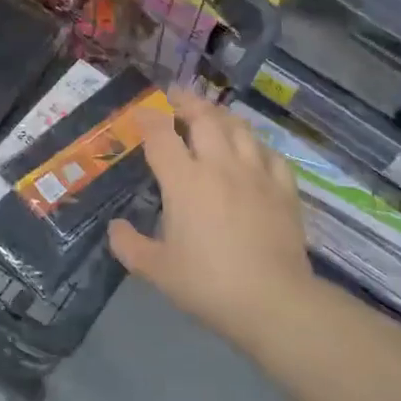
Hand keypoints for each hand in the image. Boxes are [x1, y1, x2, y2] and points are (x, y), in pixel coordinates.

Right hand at [108, 86, 314, 340]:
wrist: (273, 301)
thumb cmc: (207, 284)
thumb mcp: (157, 270)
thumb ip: (129, 245)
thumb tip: (115, 228)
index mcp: (185, 181)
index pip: (161, 135)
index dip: (148, 118)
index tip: (140, 113)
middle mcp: (220, 166)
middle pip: (204, 118)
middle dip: (186, 102)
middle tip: (175, 99)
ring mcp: (256, 174)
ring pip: (239, 128)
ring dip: (221, 115)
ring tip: (211, 114)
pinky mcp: (284, 189)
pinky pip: (270, 153)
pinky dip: (256, 144)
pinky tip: (252, 150)